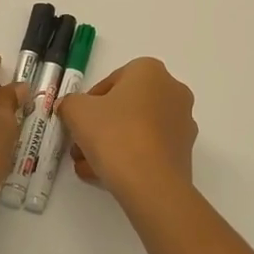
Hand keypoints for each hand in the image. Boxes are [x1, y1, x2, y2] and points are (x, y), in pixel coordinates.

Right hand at [54, 57, 197, 210]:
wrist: (151, 183)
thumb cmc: (114, 134)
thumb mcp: (77, 112)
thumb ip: (69, 104)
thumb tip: (70, 107)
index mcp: (150, 71)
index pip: (112, 81)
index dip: (89, 103)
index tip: (78, 122)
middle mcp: (172, 90)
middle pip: (126, 107)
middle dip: (100, 127)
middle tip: (80, 146)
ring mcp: (183, 121)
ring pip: (137, 129)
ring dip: (111, 144)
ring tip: (88, 167)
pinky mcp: (184, 151)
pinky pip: (150, 148)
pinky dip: (130, 158)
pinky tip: (107, 177)